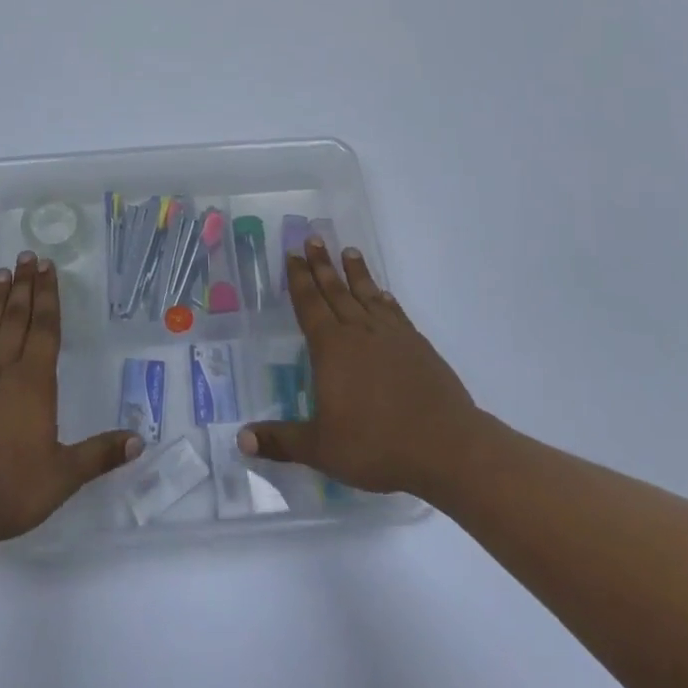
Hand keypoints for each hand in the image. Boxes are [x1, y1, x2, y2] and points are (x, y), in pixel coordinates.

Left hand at [0, 252, 141, 551]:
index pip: (45, 329)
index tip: (48, 268)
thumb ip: (99, 455)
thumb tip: (139, 439)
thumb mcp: (62, 478)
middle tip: (27, 256)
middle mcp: (1, 372)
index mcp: (33, 384)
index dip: (48, 296)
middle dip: (25, 286)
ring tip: (1, 273)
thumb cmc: (7, 491)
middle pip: (16, 320)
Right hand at [240, 238, 479, 499]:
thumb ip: (281, 441)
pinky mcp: (418, 346)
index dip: (299, 279)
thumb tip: (241, 440)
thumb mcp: (322, 449)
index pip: (309, 304)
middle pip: (335, 290)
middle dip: (322, 264)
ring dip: (356, 273)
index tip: (293, 253)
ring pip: (367, 295)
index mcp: (331, 348)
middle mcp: (359, 332)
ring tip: (349, 251)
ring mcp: (392, 336)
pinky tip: (384, 294)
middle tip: (314, 237)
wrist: (447, 446)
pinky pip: (395, 312)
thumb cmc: (377, 445)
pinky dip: (386, 299)